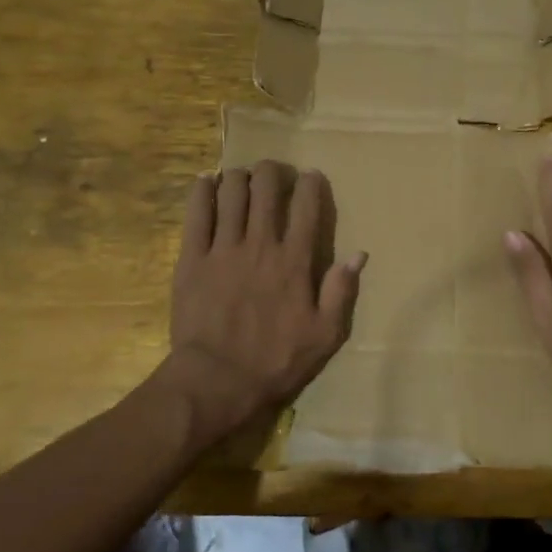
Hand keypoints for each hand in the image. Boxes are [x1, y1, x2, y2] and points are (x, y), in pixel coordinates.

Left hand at [166, 161, 364, 429]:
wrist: (217, 380)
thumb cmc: (276, 361)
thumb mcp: (325, 335)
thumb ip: (341, 291)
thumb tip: (359, 254)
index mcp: (294, 261)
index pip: (306, 207)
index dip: (310, 184)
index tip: (310, 176)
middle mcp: (260, 244)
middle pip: (266, 189)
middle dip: (272, 171)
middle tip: (273, 172)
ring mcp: (223, 249)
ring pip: (231, 193)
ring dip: (239, 176)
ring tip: (242, 176)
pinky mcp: (192, 259)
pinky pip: (196, 213)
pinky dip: (202, 191)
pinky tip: (206, 182)